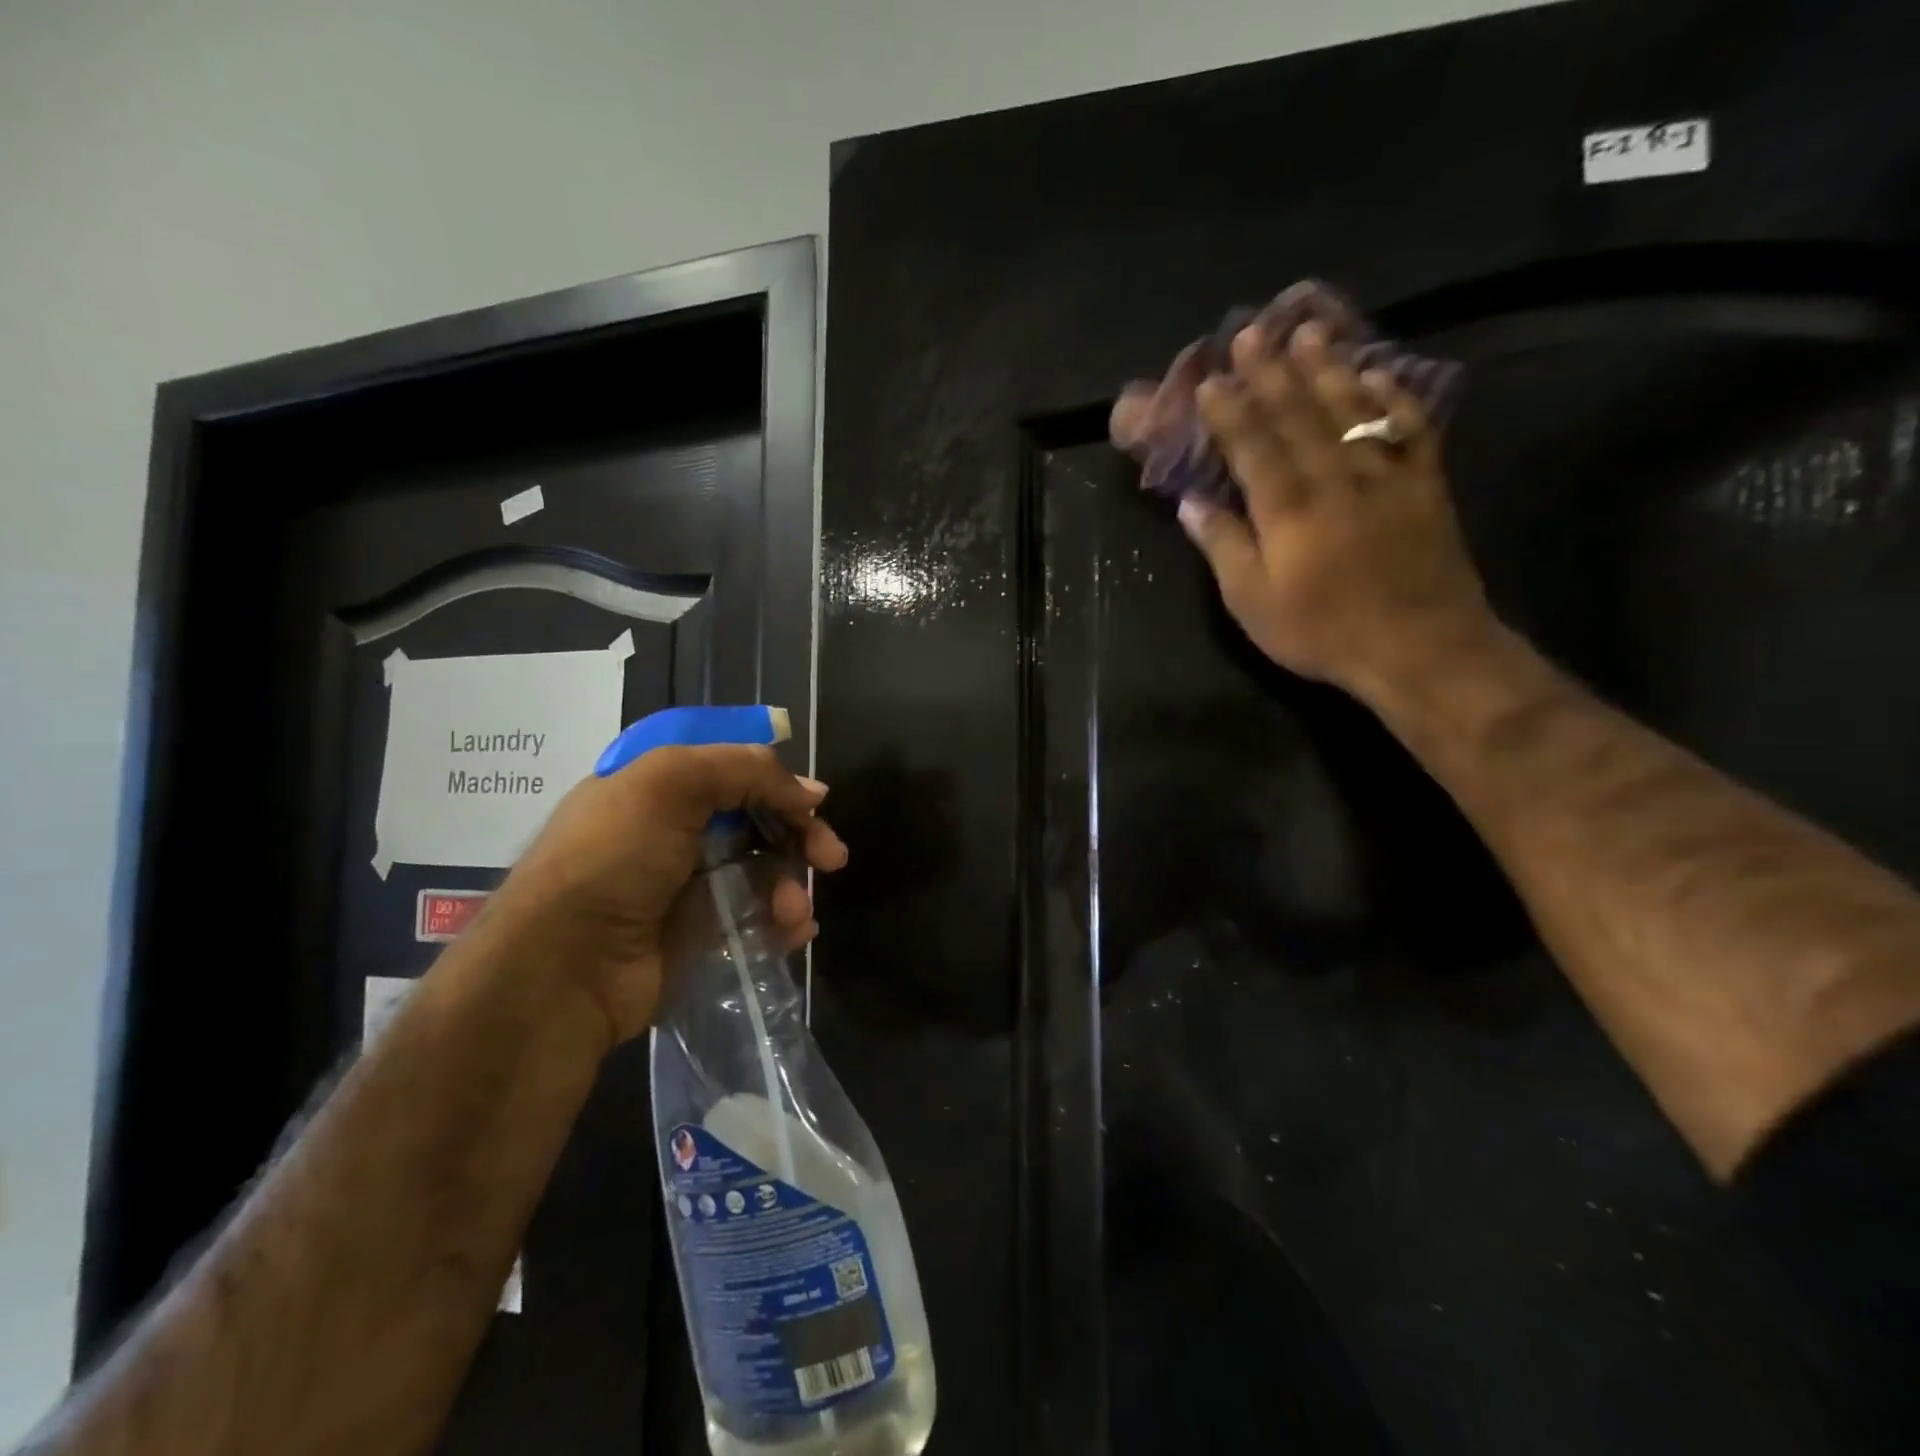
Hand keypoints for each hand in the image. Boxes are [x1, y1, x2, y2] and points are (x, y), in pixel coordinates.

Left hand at [481, 744, 847, 1042]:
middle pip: (756, 816)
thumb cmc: (612, 860)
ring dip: (790, 885)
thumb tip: (812, 794)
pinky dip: (780, 921)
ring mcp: (685, 882)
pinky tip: (795, 932)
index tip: (811, 800)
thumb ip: (746, 771)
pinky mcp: (697, 933)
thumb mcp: (669, 784)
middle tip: (830, 856)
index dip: (774, 778)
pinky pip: (754, 915)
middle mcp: (671, 828)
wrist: (562, 971)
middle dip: (798, 833)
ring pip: (761, 868)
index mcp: (656, 784)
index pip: (730, 766)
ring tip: (794, 912)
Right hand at [1161, 318, 1495, 701]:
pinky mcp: (1424, 485)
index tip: (1210, 380)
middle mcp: (1334, 478)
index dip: (1230, 411)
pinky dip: (1393, 397)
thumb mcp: (1252, 603)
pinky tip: (1377, 373)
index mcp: (1287, 509)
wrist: (1420, 647)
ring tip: (1309, 333)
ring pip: (1351, 410)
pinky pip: (1409, 428)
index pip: (1252, 446)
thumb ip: (1224, 548)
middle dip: (1271, 373)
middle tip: (1253, 333)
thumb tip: (1191, 505)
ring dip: (1327, 369)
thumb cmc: (1322, 631)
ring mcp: (1384, 476)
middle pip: (1298, 414)